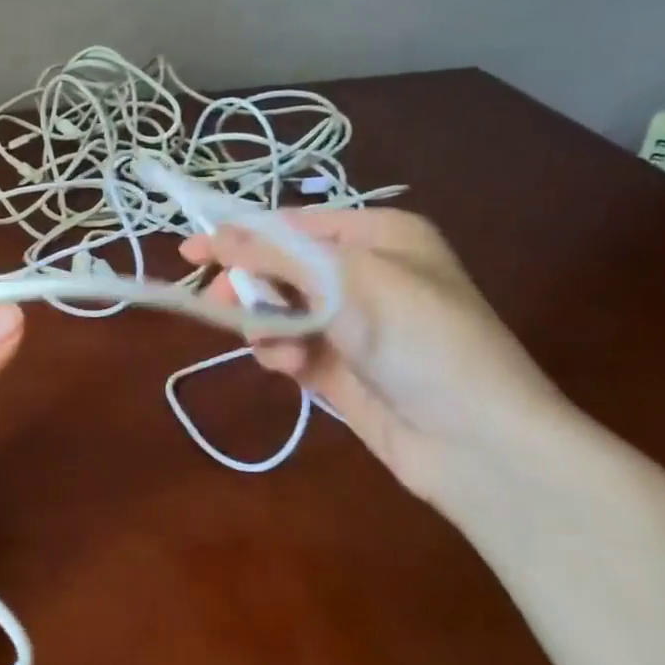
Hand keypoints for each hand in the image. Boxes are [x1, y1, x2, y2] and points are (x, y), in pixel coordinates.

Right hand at [181, 209, 567, 507]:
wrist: (473, 440)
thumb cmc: (419, 340)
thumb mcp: (348, 282)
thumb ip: (277, 256)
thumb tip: (214, 234)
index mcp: (379, 236)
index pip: (293, 224)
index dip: (240, 235)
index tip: (191, 252)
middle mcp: (365, 274)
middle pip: (282, 268)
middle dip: (253, 287)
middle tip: (221, 305)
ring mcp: (353, 325)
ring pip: (280, 312)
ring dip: (269, 327)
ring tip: (281, 351)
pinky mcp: (341, 368)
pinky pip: (292, 347)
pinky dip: (283, 355)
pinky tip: (292, 369)